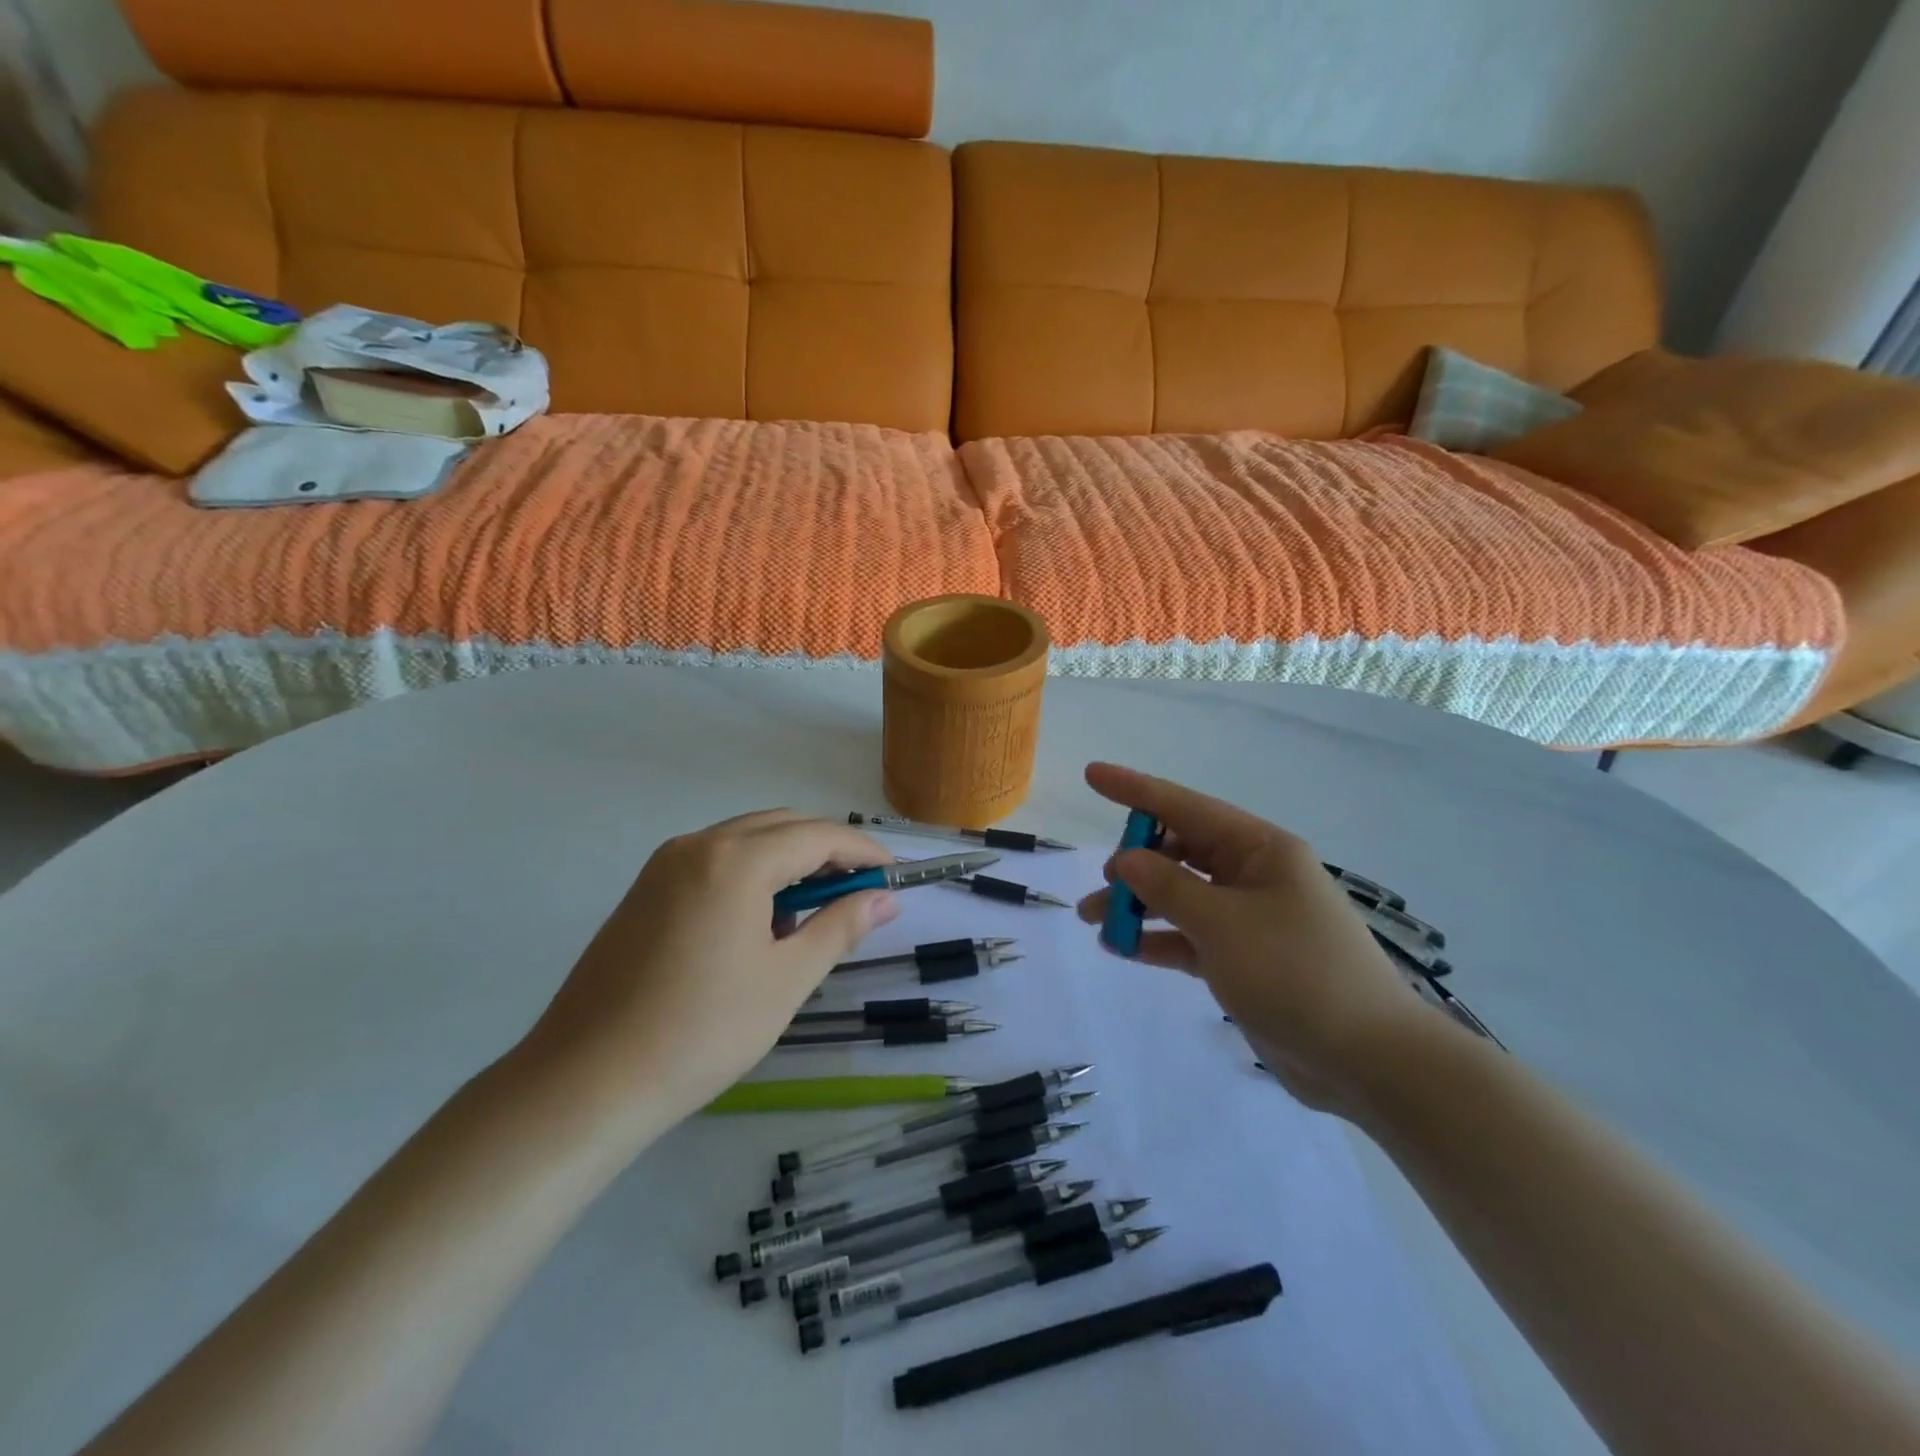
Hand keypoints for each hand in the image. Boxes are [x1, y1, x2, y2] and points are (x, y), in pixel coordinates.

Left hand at [513, 810, 897, 1131]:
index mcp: (735, 860)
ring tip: (813, 911)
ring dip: (789, 860)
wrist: (585, 1082)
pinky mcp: (644, 891)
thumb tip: (883, 898)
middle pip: (781, 826)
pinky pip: (714, 861)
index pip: (817, 835)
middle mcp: (698, 845)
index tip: (893, 875)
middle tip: (860, 891)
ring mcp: (664, 865)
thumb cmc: (701, 1032)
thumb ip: (839, 927)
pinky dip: (751, 873)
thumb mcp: (786, 980)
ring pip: (746, 839)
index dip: (862, 851)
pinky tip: (760, 922)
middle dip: (827, 850)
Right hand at [1076, 763, 1432, 1117]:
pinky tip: (1123, 948)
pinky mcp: (1244, 959)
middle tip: (1101, 884)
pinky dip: (1158, 938)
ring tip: (1094, 920)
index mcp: (1261, 850)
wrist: (1367, 1060)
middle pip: (1181, 851)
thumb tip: (1126, 859)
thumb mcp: (1222, 924)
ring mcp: (1250, 919)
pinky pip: (1190, 936)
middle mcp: (1255, 875)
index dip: (1135, 789)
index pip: (1186, 807)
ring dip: (1139, 905)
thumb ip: (1167, 886)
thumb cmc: (1296, 973)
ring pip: (1181, 896)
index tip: (1093, 774)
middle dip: (1135, 862)